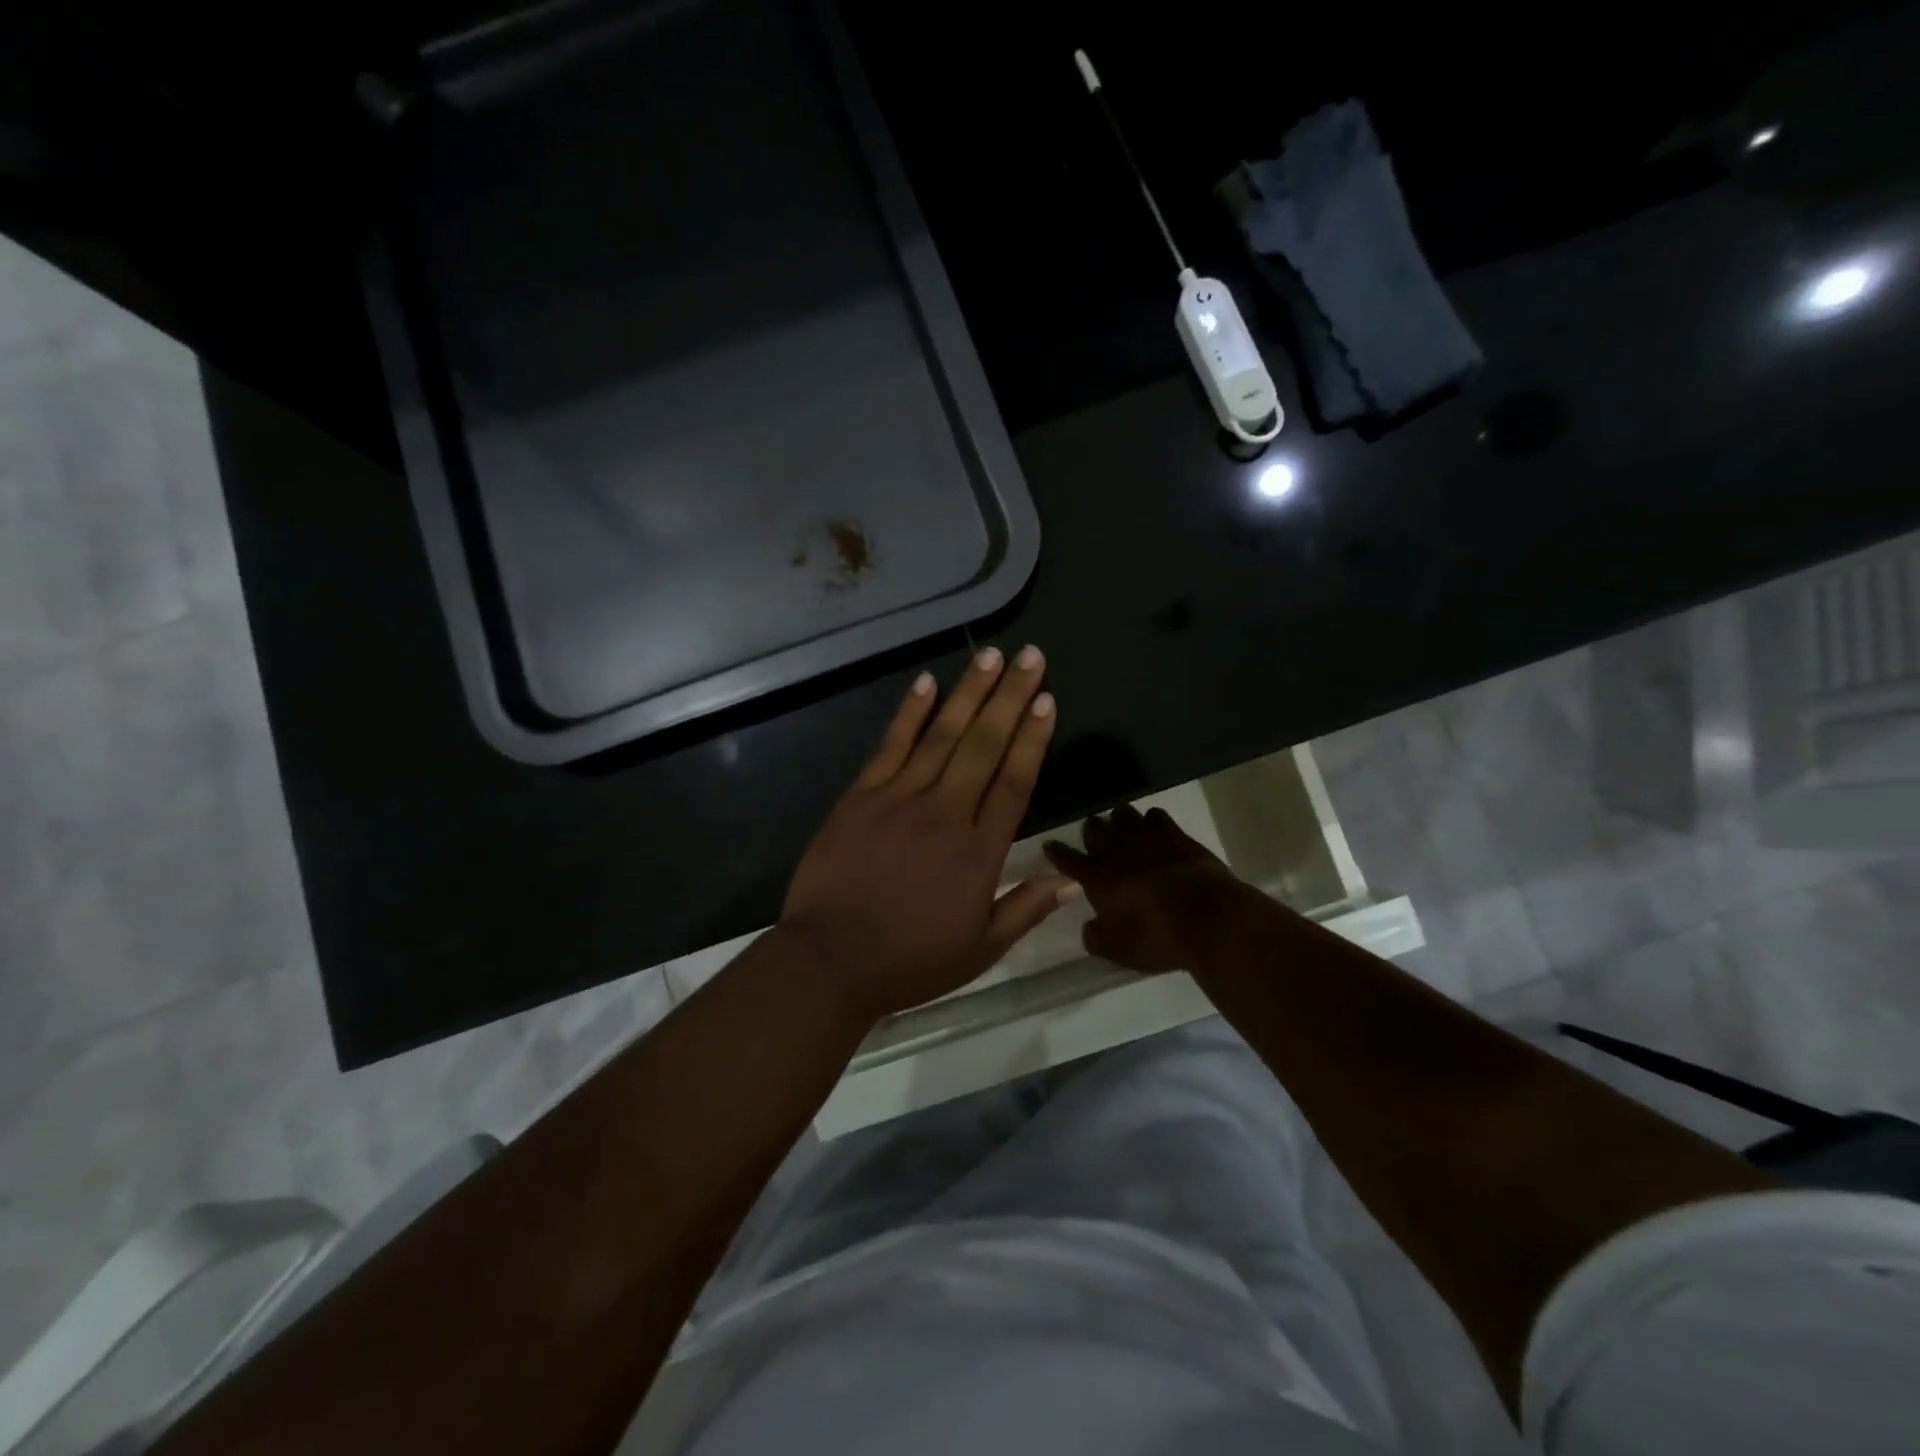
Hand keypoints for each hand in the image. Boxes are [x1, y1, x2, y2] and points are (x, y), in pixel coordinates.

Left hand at [780, 646, 1075, 1023]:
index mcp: (979, 852)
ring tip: (989, 655)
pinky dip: (909, 712)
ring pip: (942, 735)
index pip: (1014, 782)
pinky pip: (890, 745)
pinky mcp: (861, 796)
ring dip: (968, 692)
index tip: (1046, 699)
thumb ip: (1025, 910)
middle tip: (1029, 656)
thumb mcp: (979, 950)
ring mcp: (900, 799)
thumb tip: (1073, 883)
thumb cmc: (910, 960)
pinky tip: (926, 683)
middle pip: (984, 745)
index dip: (1033, 738)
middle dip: (1010, 696)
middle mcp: (945, 813)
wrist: (830, 960)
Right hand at [1044, 805, 1244, 971]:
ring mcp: (1147, 838)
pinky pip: (1157, 816)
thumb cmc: (1156, 937)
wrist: (1208, 918)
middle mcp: (1116, 850)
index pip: (1067, 859)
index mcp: (1096, 877)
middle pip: (1094, 828)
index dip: (1056, 852)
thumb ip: (1096, 937)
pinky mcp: (1177, 835)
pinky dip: (1151, 820)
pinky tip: (1154, 827)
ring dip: (1118, 819)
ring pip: (1123, 814)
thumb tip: (1089, 928)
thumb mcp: (1118, 950)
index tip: (1050, 846)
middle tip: (1093, 837)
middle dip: (1090, 830)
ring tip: (1121, 826)